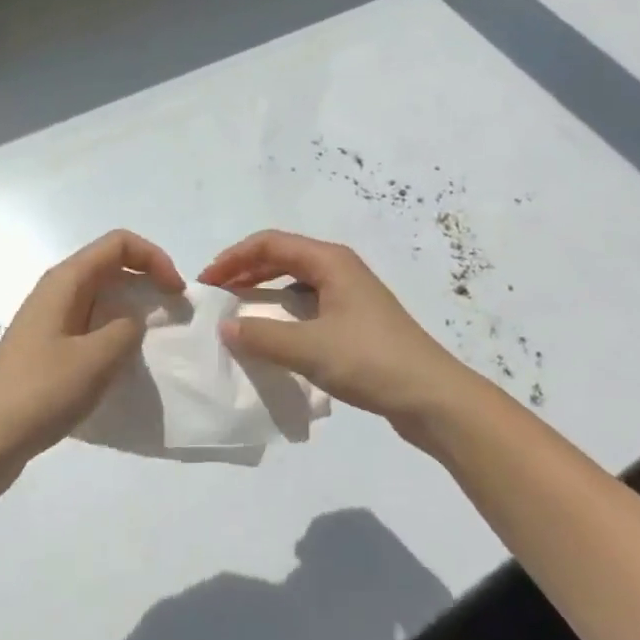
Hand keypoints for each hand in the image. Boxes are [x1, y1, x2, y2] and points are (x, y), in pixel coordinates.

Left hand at [0, 229, 183, 493]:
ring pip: (101, 296)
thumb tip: (133, 320)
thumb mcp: (97, 359)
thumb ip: (127, 329)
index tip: (176, 292)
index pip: (120, 244)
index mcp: (66, 280)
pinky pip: (90, 322)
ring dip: (132, 308)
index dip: (154, 258)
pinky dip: (114, 331)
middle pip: (111, 265)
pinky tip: (122, 362)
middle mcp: (57, 290)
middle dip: (147, 280)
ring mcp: (49, 319)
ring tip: (154, 338)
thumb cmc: (39, 392)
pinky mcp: (46, 347)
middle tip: (173, 313)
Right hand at [200, 230, 472, 439]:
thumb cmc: (371, 361)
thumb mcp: (310, 349)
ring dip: (264, 290)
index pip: (271, 243)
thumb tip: (226, 326)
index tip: (207, 280)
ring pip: (296, 280)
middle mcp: (339, 268)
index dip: (235, 257)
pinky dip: (283, 310)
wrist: (432, 396)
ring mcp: (350, 294)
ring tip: (237, 310)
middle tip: (215, 293)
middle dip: (246, 270)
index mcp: (330, 261)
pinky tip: (272, 333)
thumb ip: (263, 336)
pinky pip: (308, 303)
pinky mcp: (355, 320)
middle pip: (283, 257)